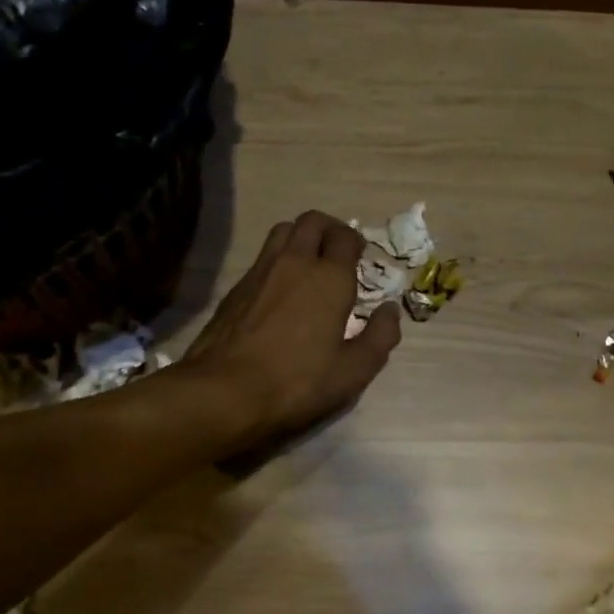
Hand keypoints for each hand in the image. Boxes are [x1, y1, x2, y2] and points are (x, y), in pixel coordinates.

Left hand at [180, 210, 400, 442]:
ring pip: (283, 231)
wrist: (224, 392)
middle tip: (337, 253)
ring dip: (300, 237)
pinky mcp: (235, 287)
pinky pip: (262, 257)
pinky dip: (277, 259)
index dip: (355, 242)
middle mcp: (294, 261)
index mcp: (329, 277)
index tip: (360, 258)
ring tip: (309, 264)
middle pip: (312, 221)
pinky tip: (280, 290)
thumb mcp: (353, 371)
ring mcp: (260, 270)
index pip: (345, 236)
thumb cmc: (297, 382)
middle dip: (329, 229)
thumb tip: (390, 310)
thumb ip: (380, 336)